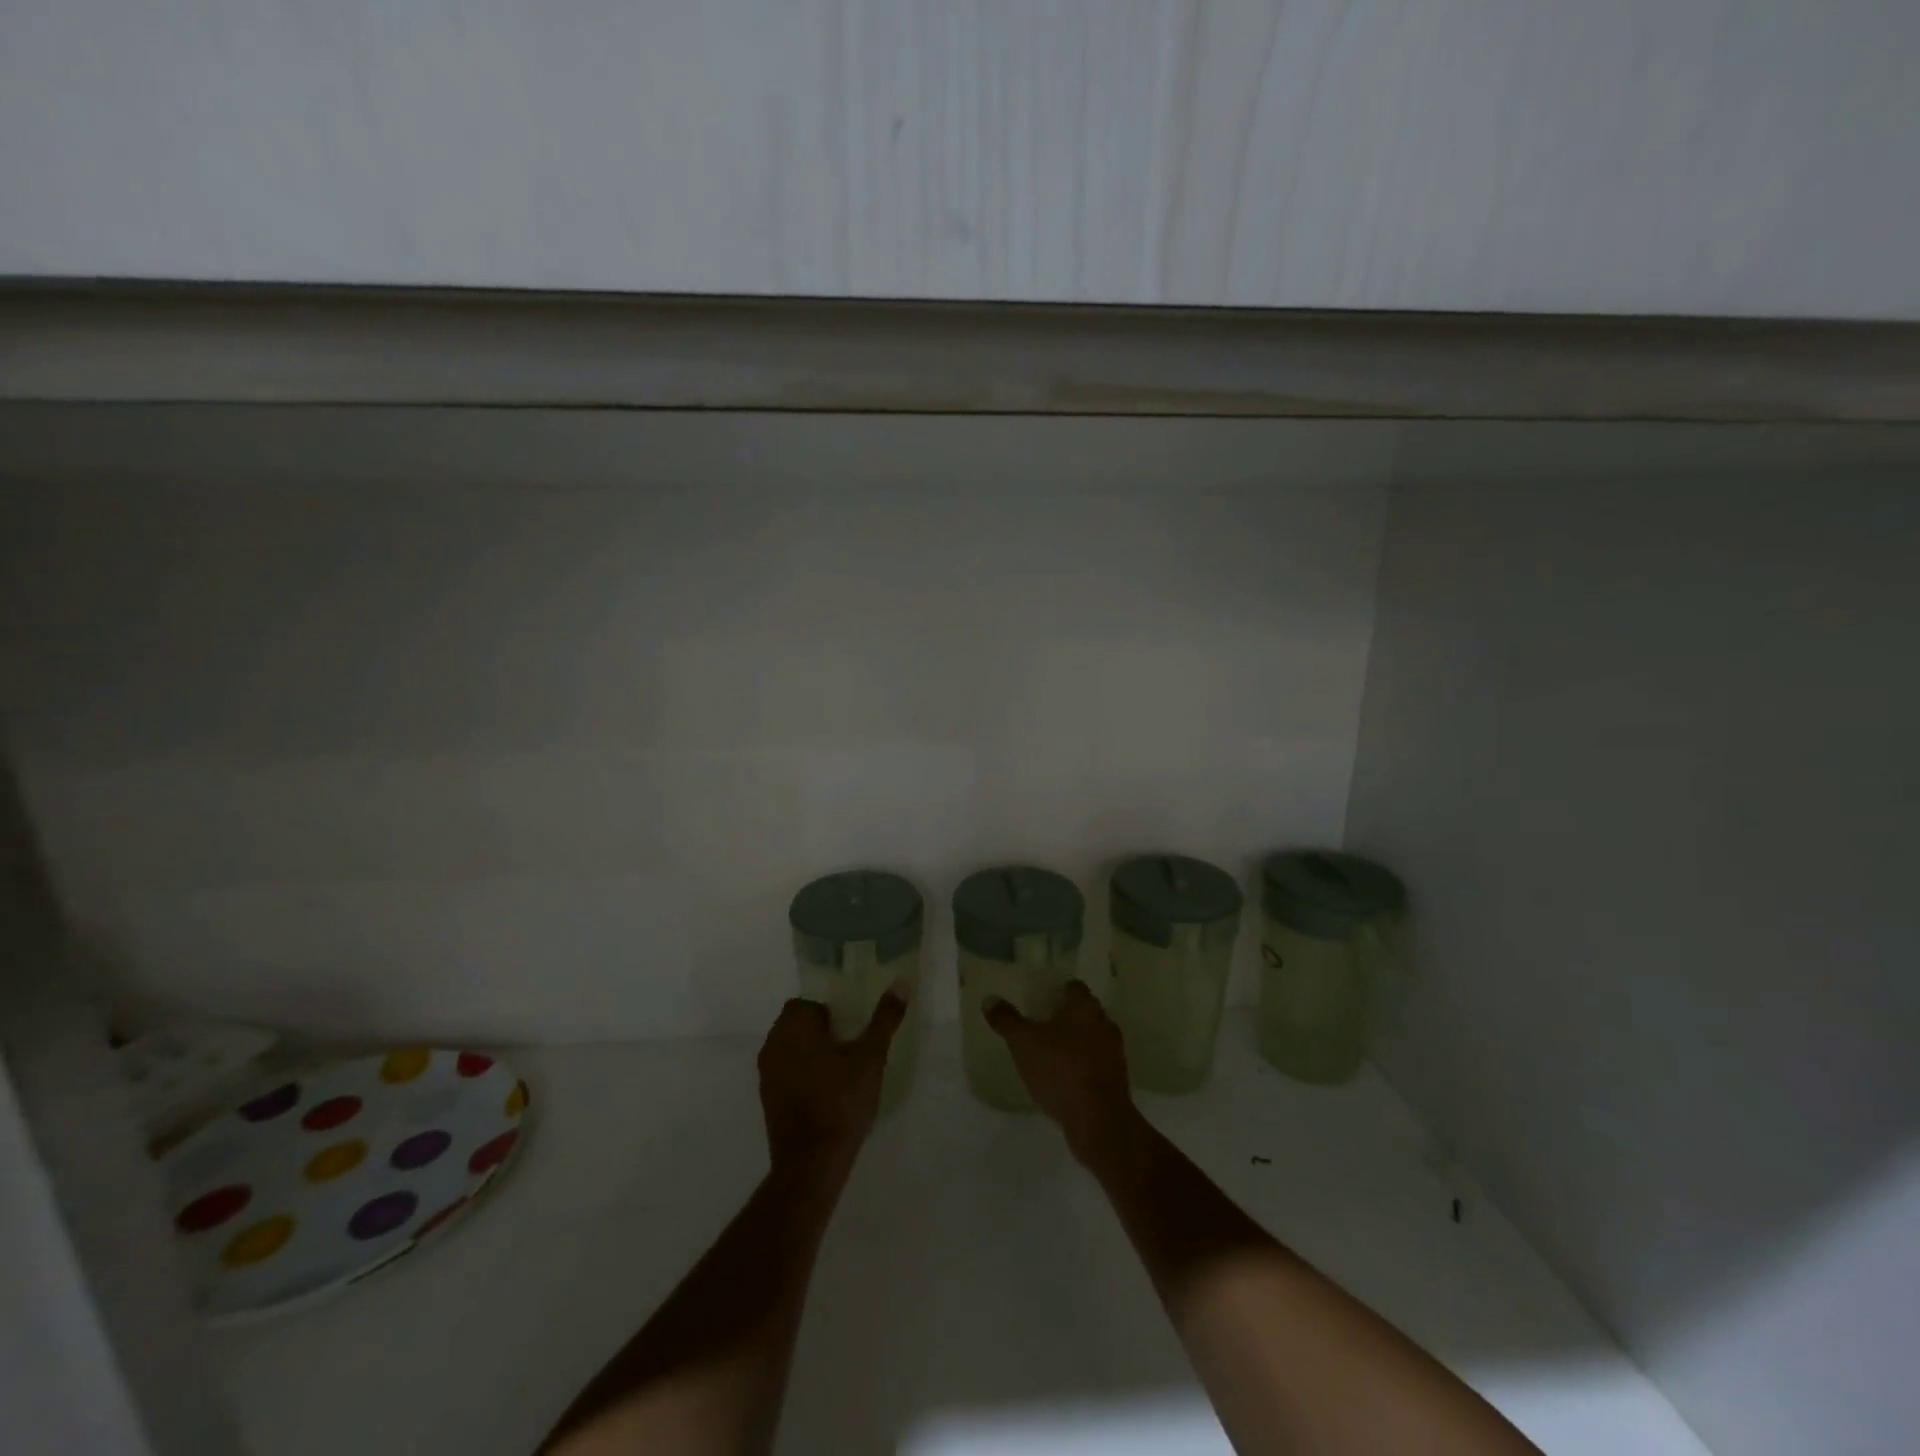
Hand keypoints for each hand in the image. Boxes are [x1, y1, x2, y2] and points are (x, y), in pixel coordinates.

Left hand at [757, 988, 907, 1179]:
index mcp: (793, 1027)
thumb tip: (901, 982)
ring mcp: (766, 1075)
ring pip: (792, 1050)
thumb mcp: (871, 1057)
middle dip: (823, 1031)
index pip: (808, 1002)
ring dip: (812, 1054)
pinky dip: (803, 1076)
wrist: (811, 1164)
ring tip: (843, 1071)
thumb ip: (884, 1018)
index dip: (831, 1011)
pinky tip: (827, 1094)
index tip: (853, 1027)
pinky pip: (787, 1074)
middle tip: (853, 1047)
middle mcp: (773, 1044)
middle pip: (798, 1025)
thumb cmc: (841, 1101)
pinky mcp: (767, 1100)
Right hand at [985, 980, 1139, 1164]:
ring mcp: (1114, 1052)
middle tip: (1038, 1023)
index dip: (1056, 990)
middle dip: (1063, 1016)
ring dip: (1073, 1042)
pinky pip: (1094, 1062)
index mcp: (1085, 1007)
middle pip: (1083, 1012)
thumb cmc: (1061, 1070)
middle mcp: (1104, 1023)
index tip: (1039, 998)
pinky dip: (1080, 1064)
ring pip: (1090, 1038)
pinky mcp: (1116, 1079)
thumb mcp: (1024, 1043)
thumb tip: (990, 999)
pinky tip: (1061, 1077)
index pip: (1073, 987)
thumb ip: (1007, 1020)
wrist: (1099, 1120)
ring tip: (1047, 1052)